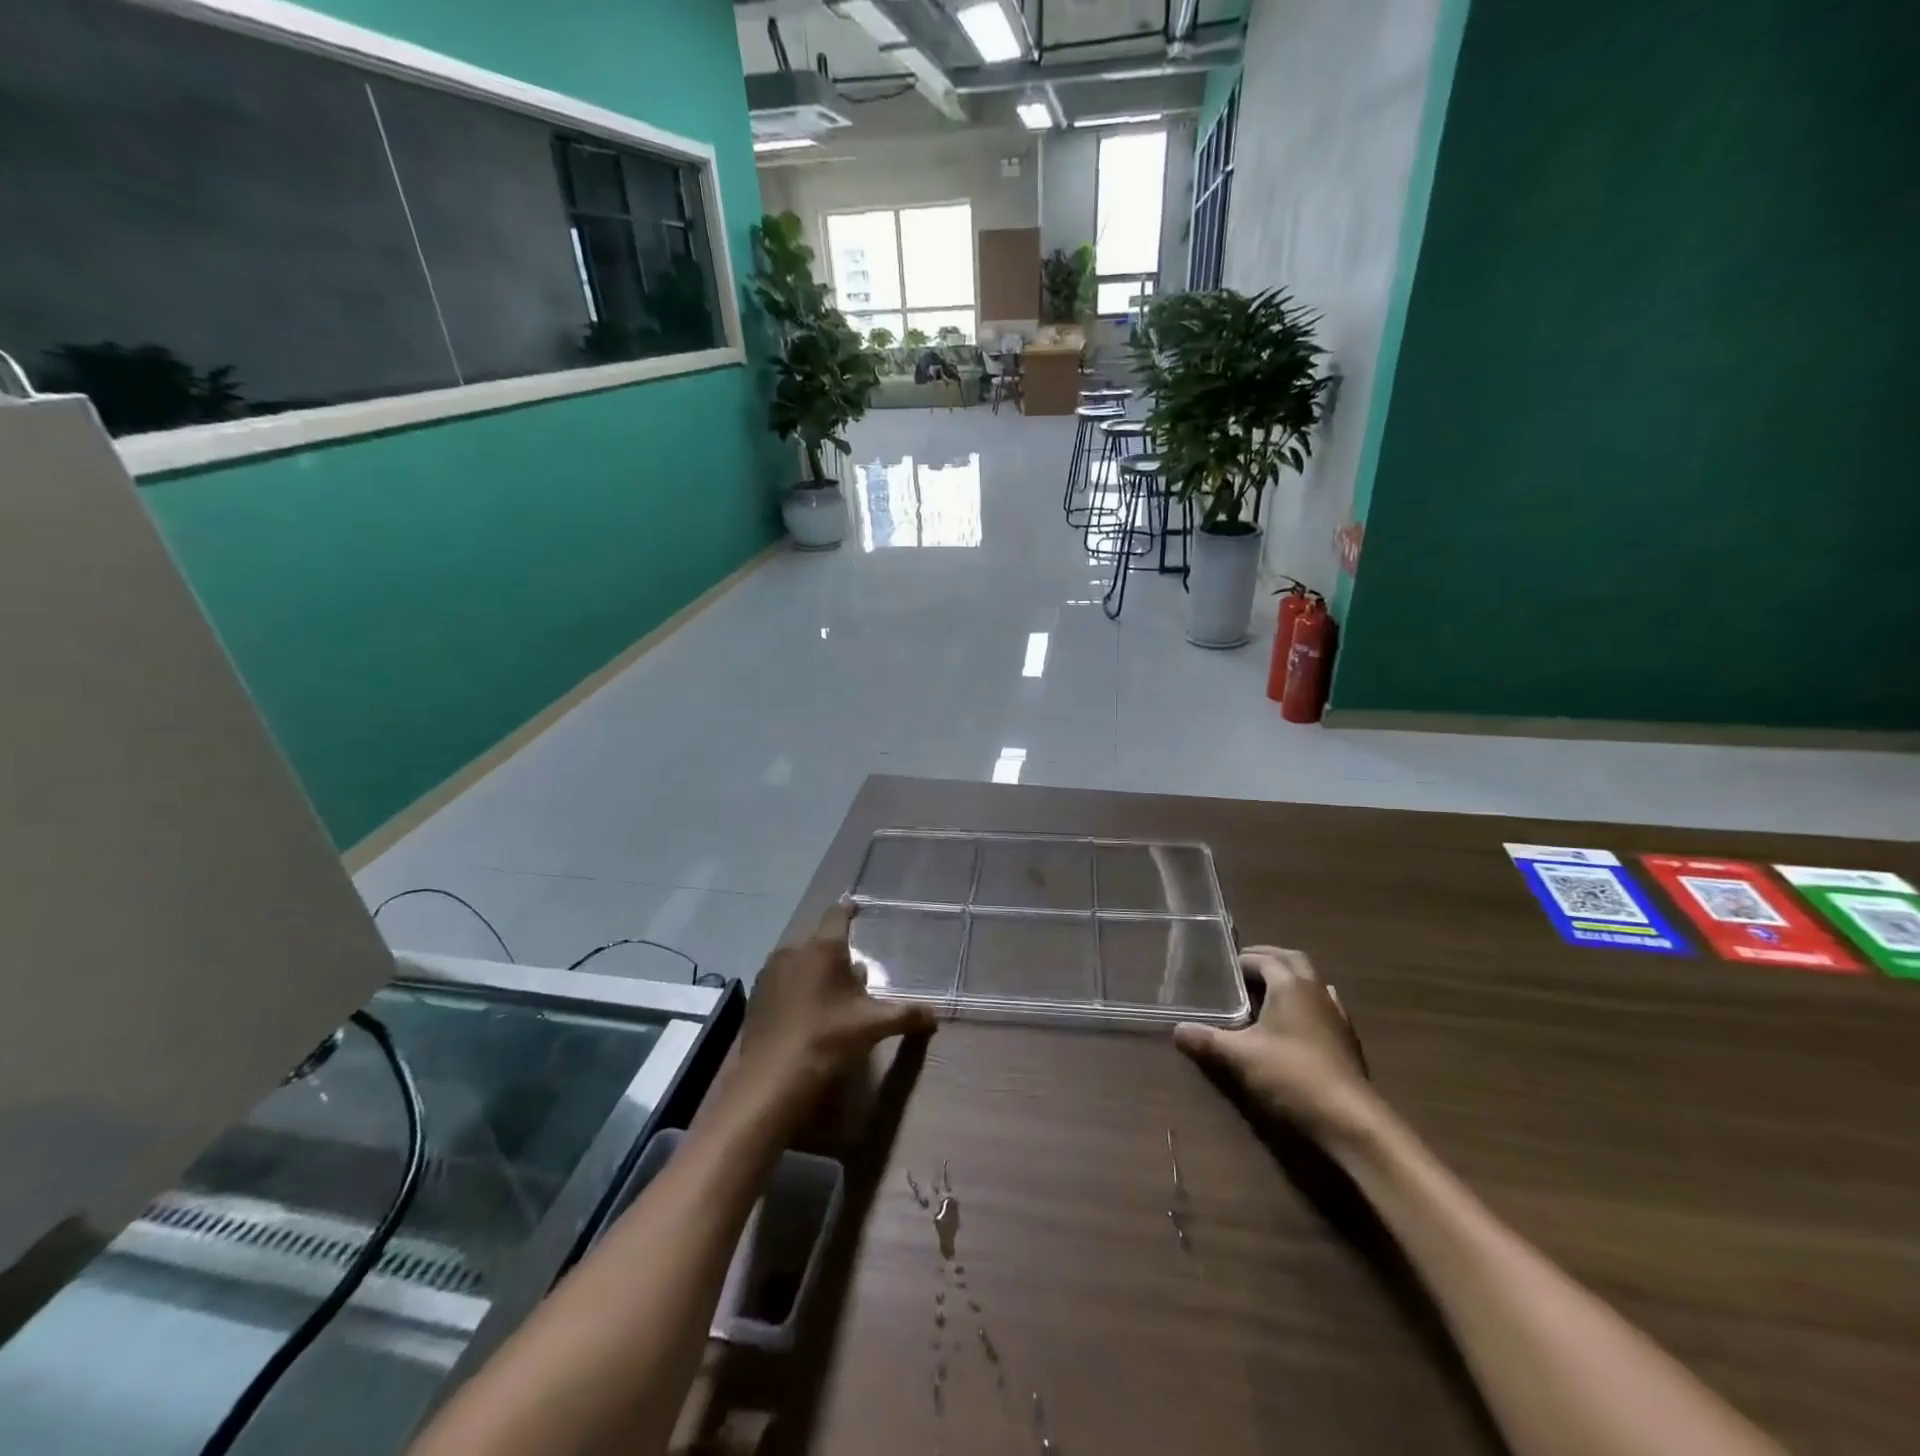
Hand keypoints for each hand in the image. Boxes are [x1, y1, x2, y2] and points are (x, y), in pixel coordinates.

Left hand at [729, 901, 936, 1124]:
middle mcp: (793, 951)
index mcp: (823, 948)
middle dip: (835, 952)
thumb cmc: (828, 1040)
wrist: (771, 1079)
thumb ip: (906, 1015)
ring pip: (798, 961)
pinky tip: (804, 1014)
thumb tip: (934, 1016)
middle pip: (819, 941)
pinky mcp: (755, 996)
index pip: (837, 915)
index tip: (856, 909)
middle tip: (853, 973)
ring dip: (814, 970)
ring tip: (830, 996)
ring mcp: (769, 973)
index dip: (849, 911)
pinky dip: (795, 988)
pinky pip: (782, 981)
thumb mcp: (873, 1026)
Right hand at [1174, 946, 1379, 1147]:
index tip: (1223, 967)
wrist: (1350, 1119)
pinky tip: (1296, 1023)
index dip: (1244, 959)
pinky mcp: (1347, 1040)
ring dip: (1290, 980)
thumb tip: (1177, 1030)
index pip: (1265, 958)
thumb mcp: (1240, 1057)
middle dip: (1269, 959)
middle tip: (1244, 969)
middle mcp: (1316, 991)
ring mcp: (1336, 1015)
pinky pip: (1324, 1006)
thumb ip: (1207, 1040)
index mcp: (1290, 985)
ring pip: (1312, 982)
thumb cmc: (1291, 1075)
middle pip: (1293, 960)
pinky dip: (1306, 1004)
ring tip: (1267, 993)